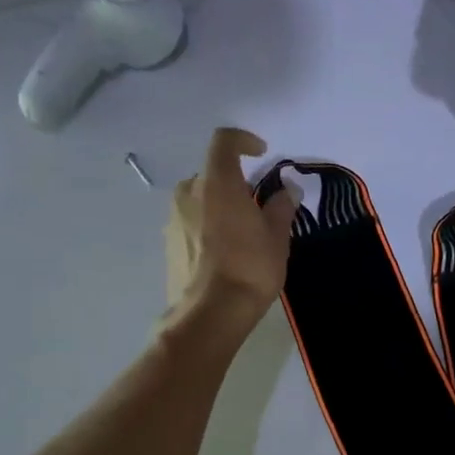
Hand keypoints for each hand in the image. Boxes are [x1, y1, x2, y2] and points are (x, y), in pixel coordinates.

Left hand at [166, 128, 296, 326]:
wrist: (210, 314)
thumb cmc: (250, 267)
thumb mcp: (277, 236)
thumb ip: (281, 207)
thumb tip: (286, 190)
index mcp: (217, 183)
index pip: (224, 142)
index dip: (243, 140)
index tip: (261, 153)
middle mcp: (189, 193)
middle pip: (211, 173)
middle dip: (234, 182)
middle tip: (257, 205)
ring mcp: (173, 219)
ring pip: (199, 199)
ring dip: (219, 205)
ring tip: (242, 232)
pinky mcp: (168, 244)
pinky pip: (190, 222)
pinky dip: (207, 226)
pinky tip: (225, 253)